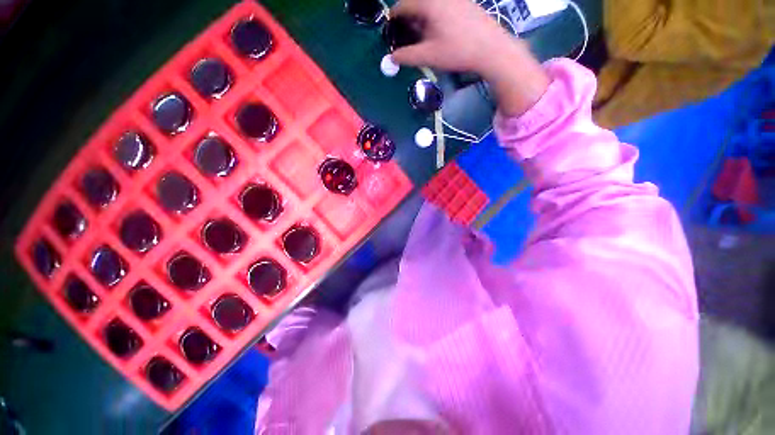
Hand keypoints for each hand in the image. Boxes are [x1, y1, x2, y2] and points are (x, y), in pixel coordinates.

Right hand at [390, 0, 514, 76]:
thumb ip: (407, 56)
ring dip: (421, 21)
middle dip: (408, 21)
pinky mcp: (463, 4)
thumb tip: (391, 59)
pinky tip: (437, 34)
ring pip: (429, 7)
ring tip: (421, 39)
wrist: (491, 48)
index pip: (402, 6)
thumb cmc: (458, 51)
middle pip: (416, 5)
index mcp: (429, 3)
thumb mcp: (429, 56)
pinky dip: (434, 19)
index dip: (393, 20)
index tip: (390, 33)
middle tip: (406, 39)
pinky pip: (441, 7)